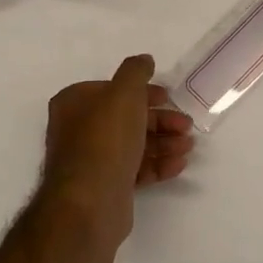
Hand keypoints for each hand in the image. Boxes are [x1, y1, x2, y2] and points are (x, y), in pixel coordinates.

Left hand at [40, 55, 195, 242]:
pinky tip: (179, 164)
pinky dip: (157, 164)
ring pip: (133, 144)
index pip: (112, 90)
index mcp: (74, 103)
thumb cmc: (105, 139)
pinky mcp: (105, 186)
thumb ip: (136, 71)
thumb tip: (144, 60)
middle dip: (159, 120)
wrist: (90, 202)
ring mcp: (91, 160)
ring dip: (163, 142)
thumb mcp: (124, 93)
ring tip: (188, 146)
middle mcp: (78, 129)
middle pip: (126, 117)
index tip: (167, 97)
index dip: (143, 92)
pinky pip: (135, 169)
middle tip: (186, 125)